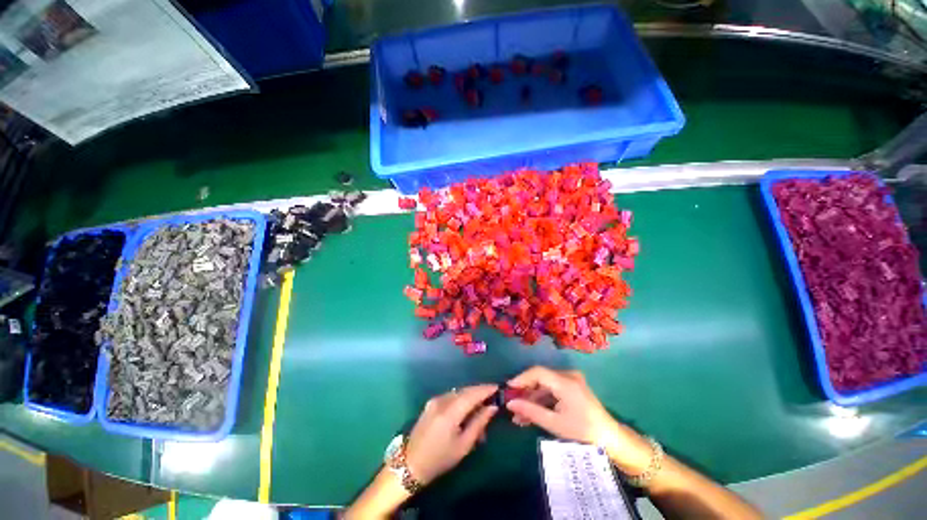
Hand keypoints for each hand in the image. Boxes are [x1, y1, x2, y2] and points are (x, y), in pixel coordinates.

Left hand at [405, 384, 498, 484]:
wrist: (410, 463)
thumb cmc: (440, 459)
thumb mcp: (464, 445)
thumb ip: (479, 423)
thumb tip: (492, 407)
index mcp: (450, 412)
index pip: (472, 394)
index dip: (486, 389)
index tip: (498, 388)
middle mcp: (442, 400)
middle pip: (465, 390)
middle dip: (479, 392)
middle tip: (493, 398)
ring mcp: (435, 400)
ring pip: (458, 392)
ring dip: (471, 396)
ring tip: (481, 407)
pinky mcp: (431, 402)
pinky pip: (451, 396)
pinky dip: (461, 399)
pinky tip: (467, 409)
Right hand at [506, 367, 651, 474]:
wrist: (610, 439)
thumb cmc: (583, 432)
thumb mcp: (554, 424)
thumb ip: (530, 411)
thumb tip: (509, 404)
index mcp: (565, 382)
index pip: (537, 372)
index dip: (521, 379)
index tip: (507, 389)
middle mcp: (568, 376)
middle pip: (540, 378)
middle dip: (525, 392)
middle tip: (512, 405)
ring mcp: (570, 381)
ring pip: (544, 386)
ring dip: (532, 399)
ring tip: (519, 416)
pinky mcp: (572, 387)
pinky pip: (552, 390)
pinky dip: (542, 400)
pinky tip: (532, 414)